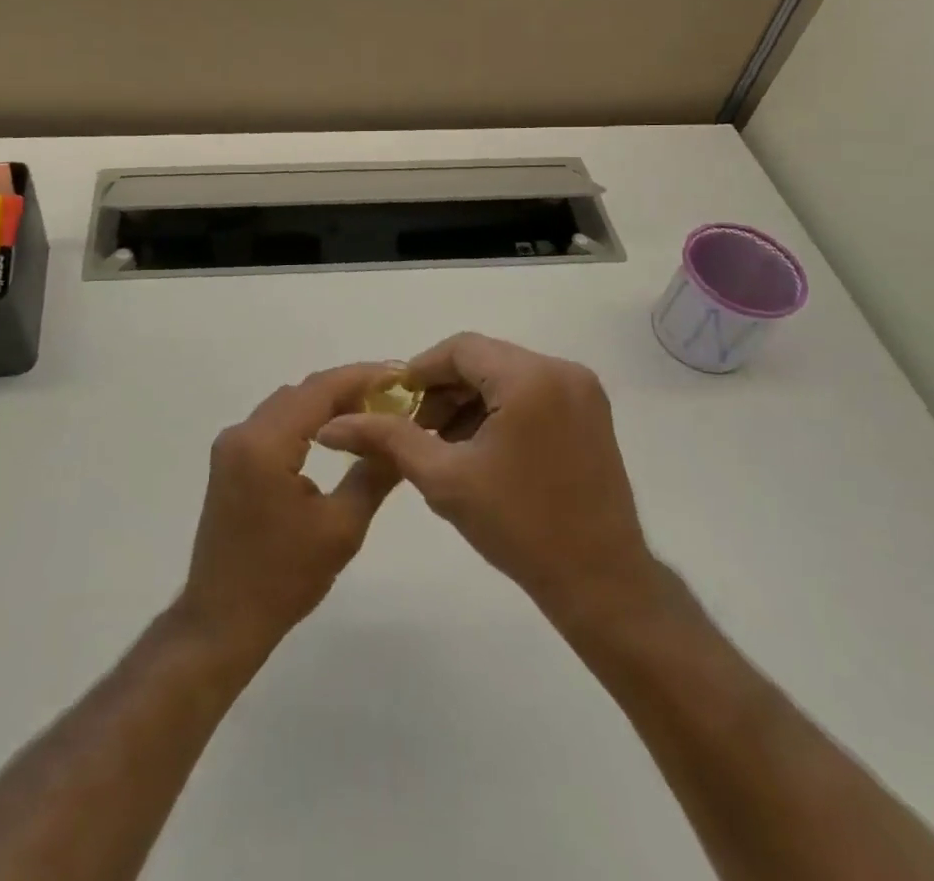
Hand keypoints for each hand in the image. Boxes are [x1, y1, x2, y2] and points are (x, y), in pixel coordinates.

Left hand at [176, 364, 403, 659]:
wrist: (222, 621)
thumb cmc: (283, 578)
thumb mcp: (341, 528)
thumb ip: (374, 474)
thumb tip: (402, 440)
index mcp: (265, 443)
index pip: (319, 390)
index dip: (361, 377)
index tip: (399, 375)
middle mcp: (242, 432)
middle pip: (301, 393)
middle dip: (347, 389)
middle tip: (392, 398)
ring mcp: (231, 446)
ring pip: (286, 406)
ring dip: (325, 404)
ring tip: (371, 414)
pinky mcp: (230, 461)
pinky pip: (273, 424)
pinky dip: (305, 422)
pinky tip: (334, 436)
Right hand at [315, 334, 660, 629]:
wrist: (602, 585)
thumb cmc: (520, 528)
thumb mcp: (443, 479)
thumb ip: (387, 438)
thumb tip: (331, 424)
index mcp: (530, 378)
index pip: (460, 349)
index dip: (420, 371)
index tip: (392, 404)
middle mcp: (562, 370)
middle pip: (484, 360)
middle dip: (443, 390)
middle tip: (413, 429)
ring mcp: (582, 391)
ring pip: (506, 376)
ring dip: (469, 401)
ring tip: (441, 444)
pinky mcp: (591, 413)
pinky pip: (532, 393)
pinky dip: (499, 410)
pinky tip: (478, 449)